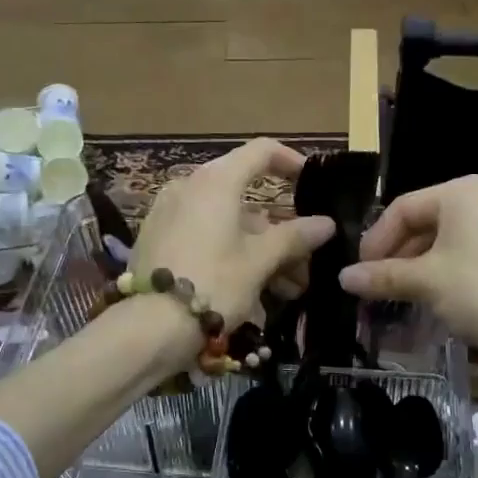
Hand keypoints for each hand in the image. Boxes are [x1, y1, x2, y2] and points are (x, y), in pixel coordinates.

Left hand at [131, 138, 334, 348]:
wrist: (151, 326)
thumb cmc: (213, 283)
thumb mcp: (260, 261)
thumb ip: (294, 237)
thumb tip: (326, 223)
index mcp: (215, 181)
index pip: (260, 151)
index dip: (290, 161)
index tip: (311, 181)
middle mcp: (188, 187)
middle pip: (243, 195)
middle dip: (278, 228)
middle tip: (304, 259)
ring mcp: (167, 213)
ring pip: (225, 222)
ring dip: (259, 248)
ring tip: (286, 288)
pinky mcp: (156, 240)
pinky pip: (203, 235)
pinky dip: (230, 252)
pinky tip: (251, 287)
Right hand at [337, 176, 477, 369]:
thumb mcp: (425, 283)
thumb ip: (382, 277)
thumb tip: (343, 278)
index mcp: (464, 192)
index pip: (404, 208)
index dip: (376, 240)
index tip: (359, 272)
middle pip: (428, 222)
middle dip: (398, 256)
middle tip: (378, 286)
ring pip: (451, 241)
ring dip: (422, 268)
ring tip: (403, 297)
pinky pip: (475, 255)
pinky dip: (450, 273)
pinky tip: (439, 301)